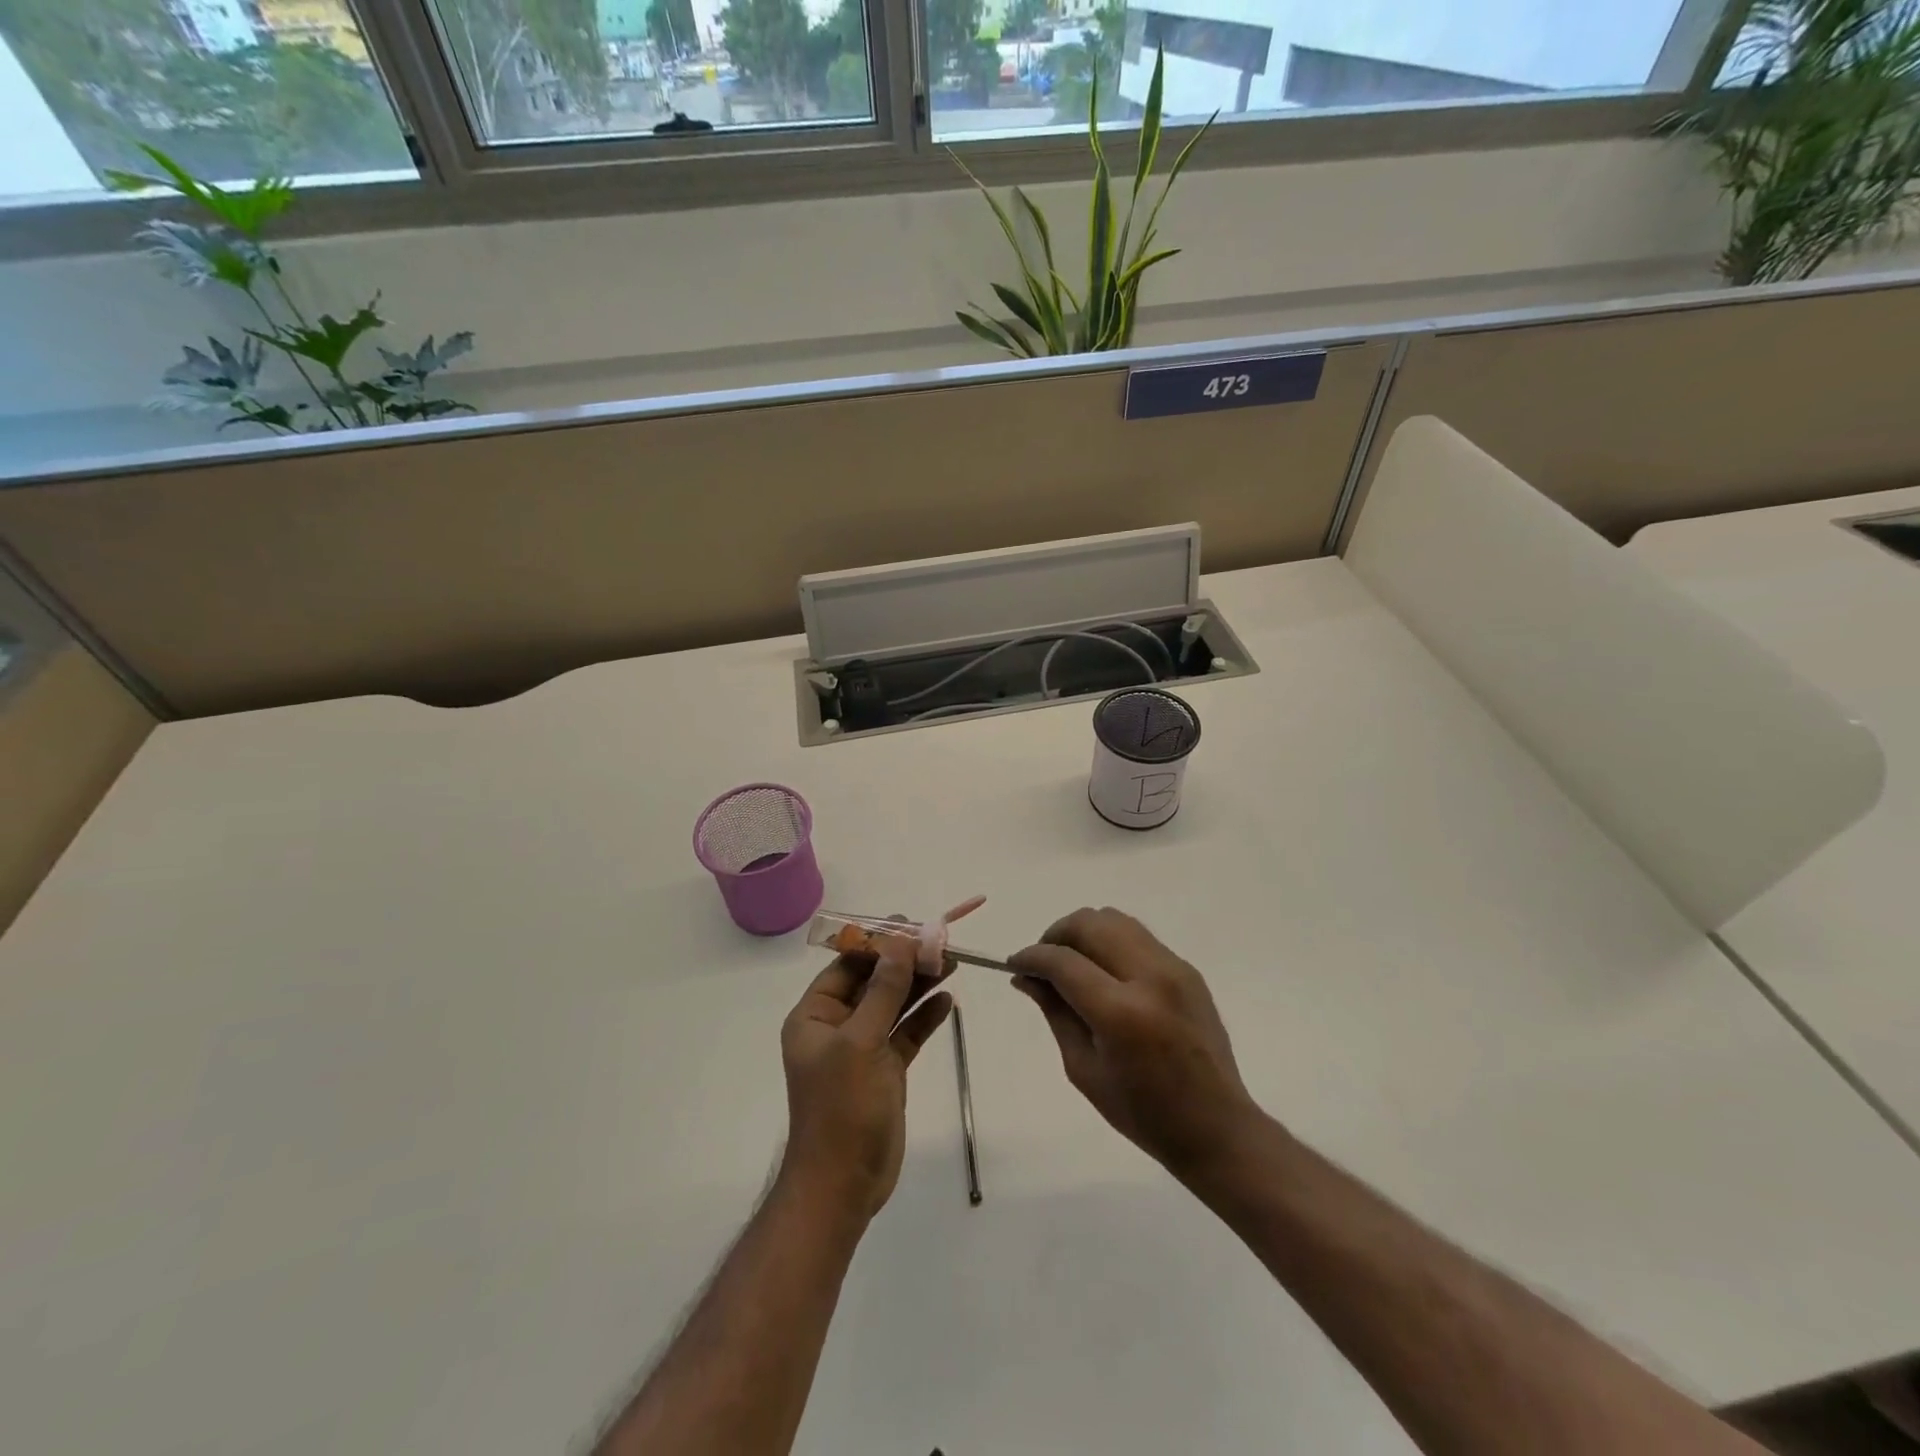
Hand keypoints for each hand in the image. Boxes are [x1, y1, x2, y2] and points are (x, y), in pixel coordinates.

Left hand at [780, 935, 952, 1220]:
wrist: (843, 1185)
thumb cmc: (841, 1109)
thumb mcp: (861, 1042)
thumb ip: (883, 991)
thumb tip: (901, 943)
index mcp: (815, 1016)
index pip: (847, 965)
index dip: (879, 943)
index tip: (911, 925)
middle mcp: (836, 1027)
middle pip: (874, 982)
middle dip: (905, 961)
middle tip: (941, 942)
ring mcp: (862, 1049)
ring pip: (893, 1005)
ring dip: (920, 984)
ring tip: (952, 962)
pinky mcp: (885, 1070)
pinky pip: (906, 1033)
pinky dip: (925, 1017)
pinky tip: (948, 1002)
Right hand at [1009, 907, 1257, 1178]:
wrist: (1218, 1127)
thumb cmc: (1143, 1113)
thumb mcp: (1084, 1069)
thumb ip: (1055, 1012)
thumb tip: (1026, 976)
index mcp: (1121, 1013)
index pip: (1064, 961)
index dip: (1031, 956)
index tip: (1014, 964)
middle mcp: (1150, 977)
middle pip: (1090, 923)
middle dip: (1056, 934)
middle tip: (1042, 962)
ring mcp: (1174, 968)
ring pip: (1115, 920)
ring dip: (1084, 932)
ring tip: (1071, 961)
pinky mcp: (1187, 969)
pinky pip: (1138, 936)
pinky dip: (1110, 942)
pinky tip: (1104, 971)